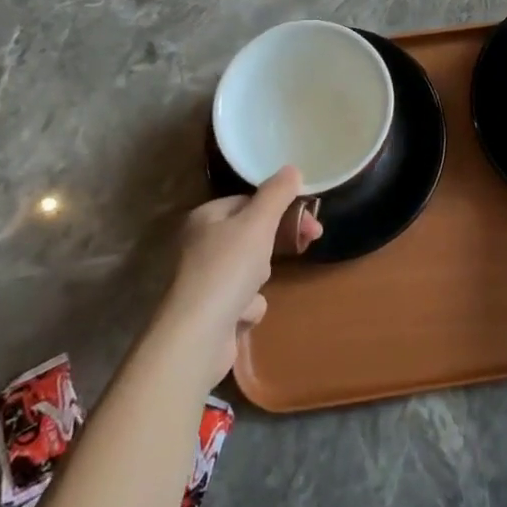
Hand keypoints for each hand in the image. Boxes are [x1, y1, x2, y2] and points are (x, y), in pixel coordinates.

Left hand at [162, 168, 321, 383]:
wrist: (197, 337)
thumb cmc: (227, 269)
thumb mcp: (258, 223)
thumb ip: (277, 194)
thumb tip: (292, 169)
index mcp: (207, 217)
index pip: (249, 201)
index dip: (282, 208)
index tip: (310, 220)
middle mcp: (201, 244)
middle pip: (253, 234)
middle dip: (276, 242)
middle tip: (307, 243)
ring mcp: (205, 279)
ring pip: (251, 268)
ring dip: (260, 278)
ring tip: (253, 289)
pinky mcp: (210, 310)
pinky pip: (243, 299)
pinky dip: (248, 306)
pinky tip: (242, 314)